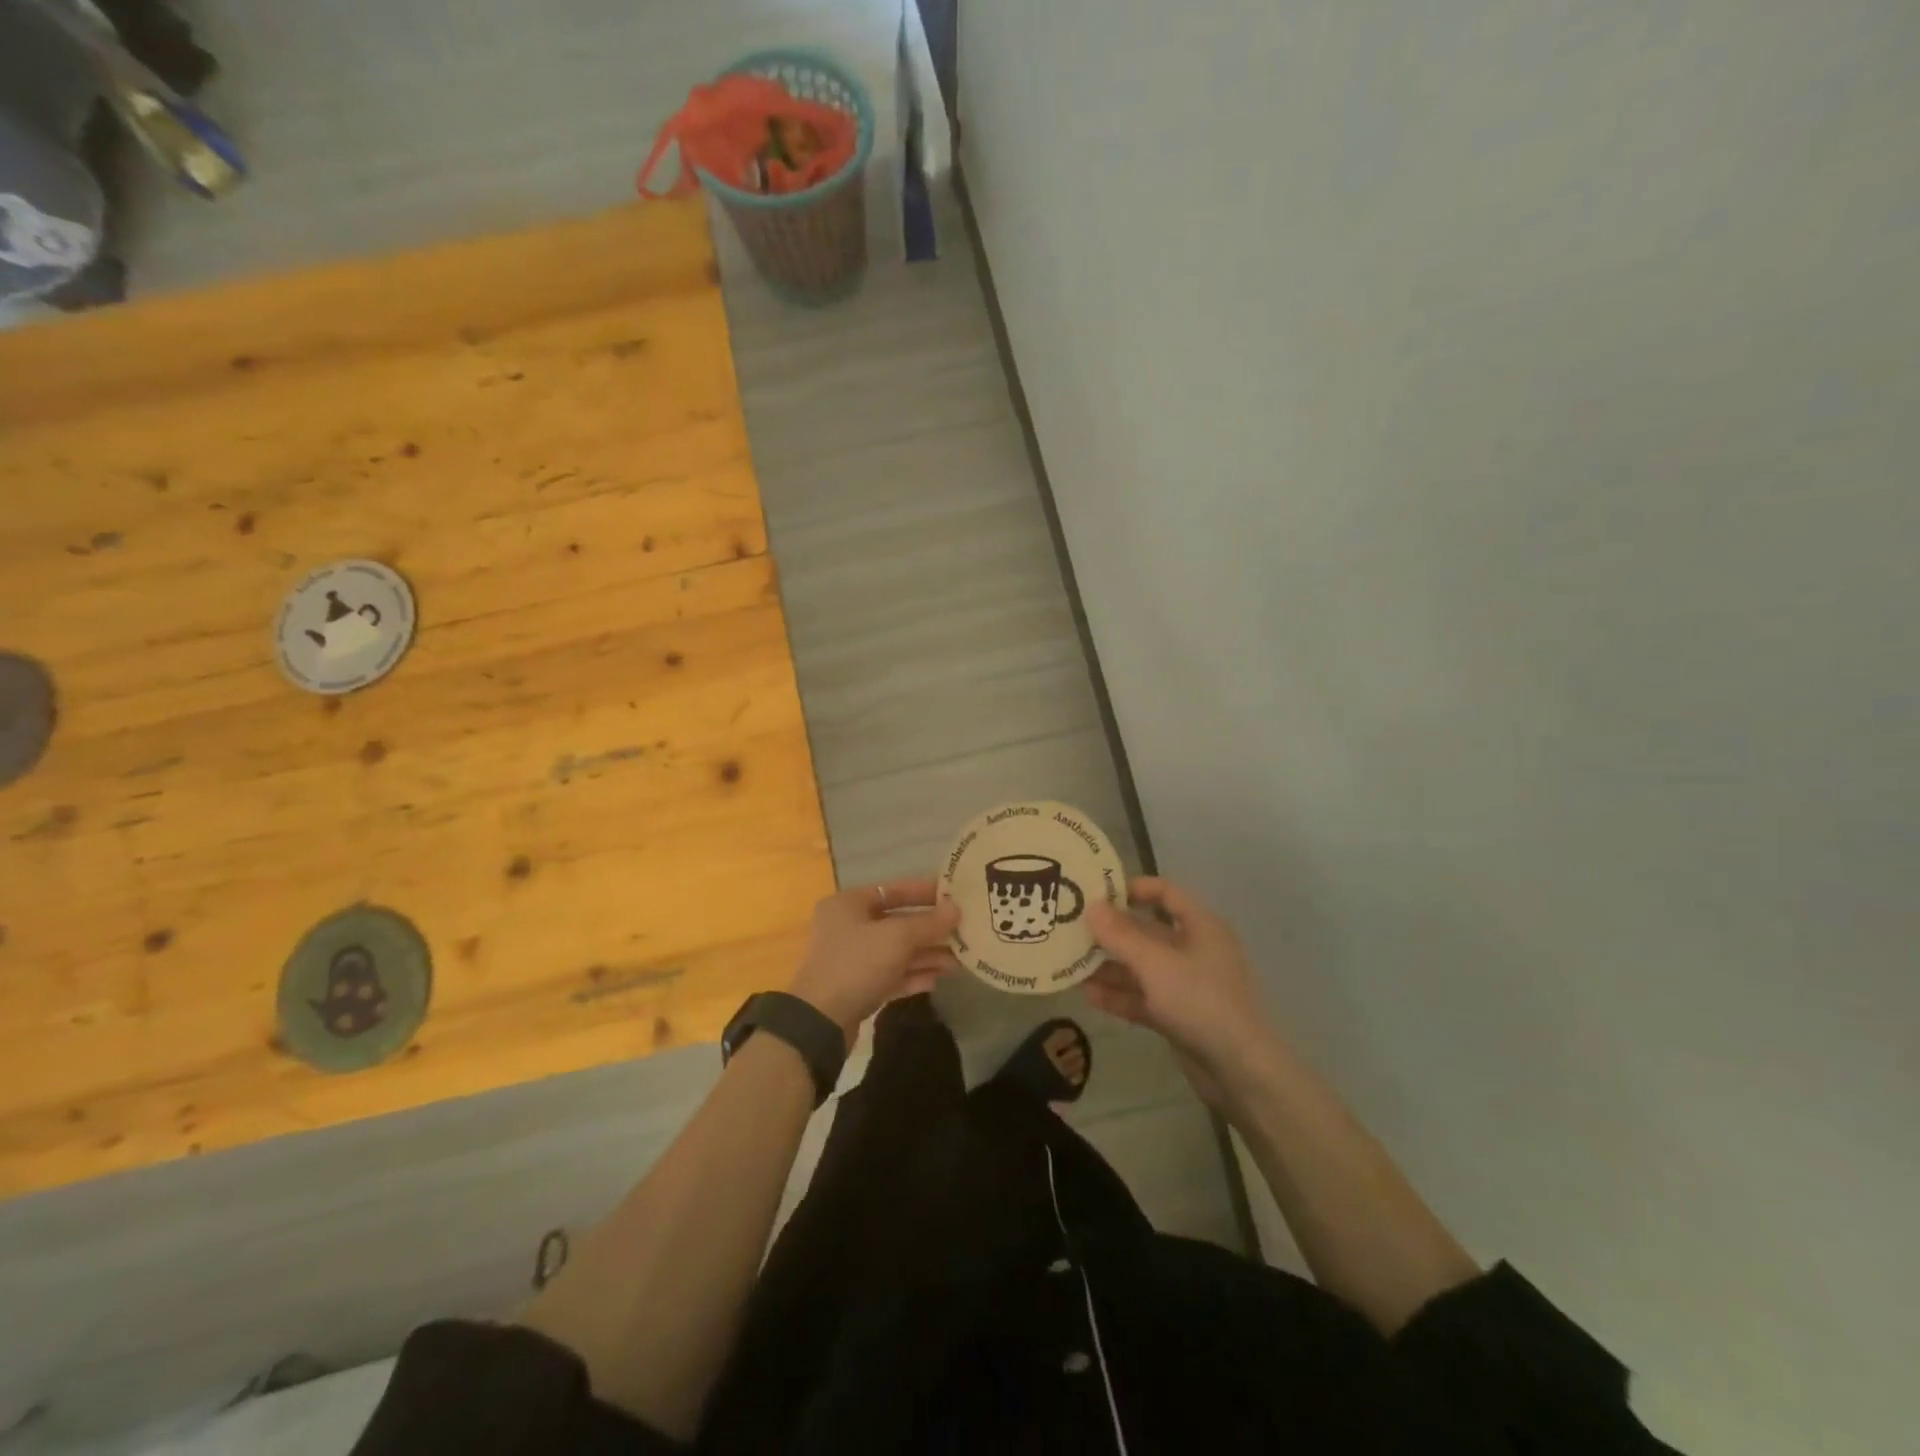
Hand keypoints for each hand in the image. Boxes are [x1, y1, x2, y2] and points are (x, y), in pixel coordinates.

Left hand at [786, 878, 960, 1039]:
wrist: (820, 1022)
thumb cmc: (857, 964)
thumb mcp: (897, 938)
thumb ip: (929, 923)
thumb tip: (956, 909)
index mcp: (848, 904)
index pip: (893, 890)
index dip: (924, 891)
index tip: (955, 896)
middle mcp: (848, 927)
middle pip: (897, 922)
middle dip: (930, 929)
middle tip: (964, 931)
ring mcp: (852, 960)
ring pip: (897, 952)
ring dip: (927, 955)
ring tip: (960, 960)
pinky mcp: (857, 989)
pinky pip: (891, 976)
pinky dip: (912, 976)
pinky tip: (937, 980)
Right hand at [1083, 877, 1282, 1107]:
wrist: (1239, 1070)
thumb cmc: (1200, 1000)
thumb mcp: (1155, 963)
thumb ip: (1120, 936)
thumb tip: (1091, 907)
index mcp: (1200, 926)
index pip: (1165, 893)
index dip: (1132, 889)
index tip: (1097, 894)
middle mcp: (1194, 949)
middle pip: (1147, 932)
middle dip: (1111, 933)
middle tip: (1073, 930)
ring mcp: (1186, 984)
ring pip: (1142, 967)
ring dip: (1110, 966)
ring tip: (1072, 964)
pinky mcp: (1179, 1015)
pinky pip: (1144, 997)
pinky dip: (1120, 995)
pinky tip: (1088, 995)